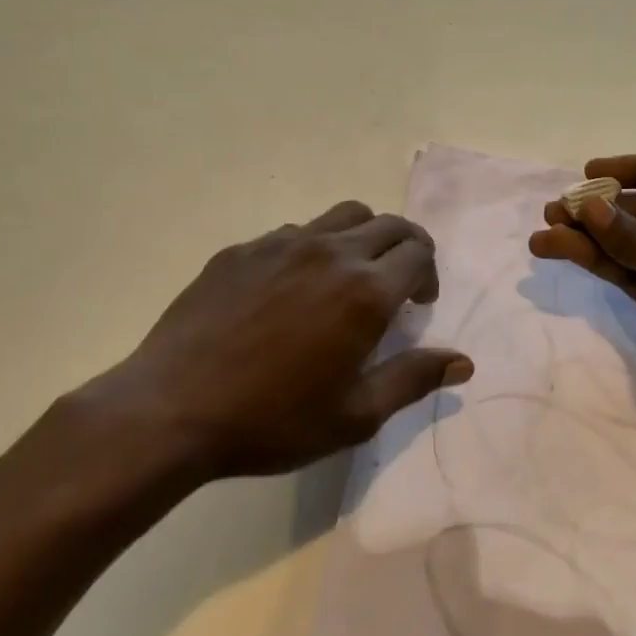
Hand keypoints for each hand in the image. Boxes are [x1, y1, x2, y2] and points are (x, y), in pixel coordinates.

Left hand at [72, 200, 472, 484]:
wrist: (172, 408)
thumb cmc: (273, 419)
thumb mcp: (355, 415)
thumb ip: (414, 379)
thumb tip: (463, 362)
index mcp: (365, 290)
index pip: (419, 253)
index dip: (428, 275)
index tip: (418, 305)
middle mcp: (330, 252)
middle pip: (388, 224)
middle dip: (406, 248)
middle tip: (397, 285)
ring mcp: (281, 244)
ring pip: (343, 216)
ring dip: (363, 238)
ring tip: (349, 278)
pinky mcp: (242, 249)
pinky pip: (294, 232)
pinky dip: (314, 247)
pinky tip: (292, 289)